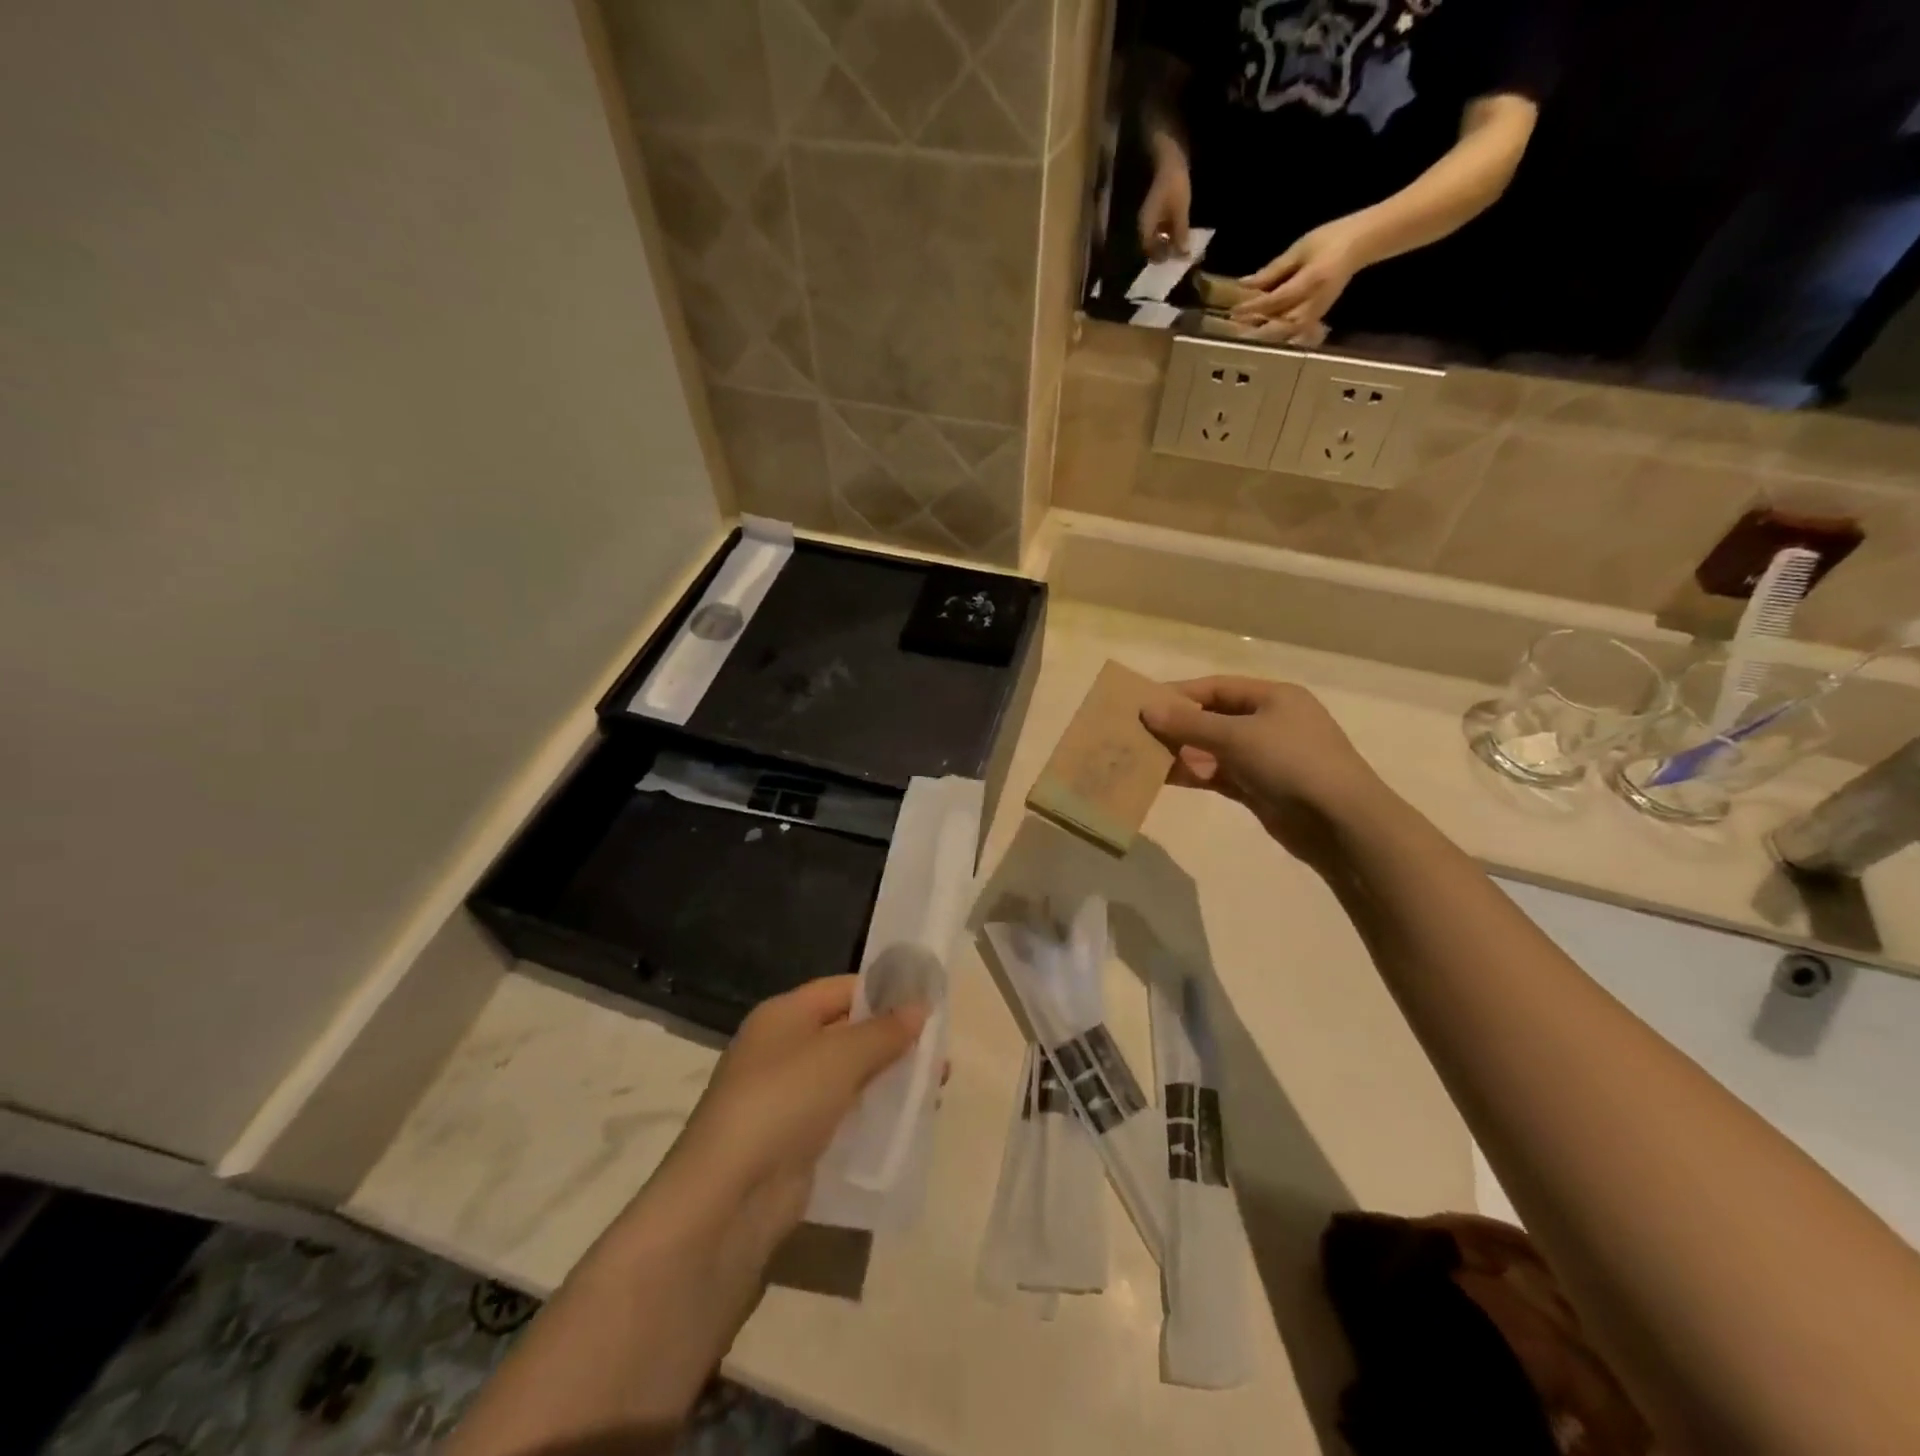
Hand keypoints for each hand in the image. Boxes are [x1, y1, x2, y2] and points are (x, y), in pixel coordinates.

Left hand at [656, 976, 925, 1253]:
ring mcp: (787, 1097)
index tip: (929, 1001)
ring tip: (936, 1087)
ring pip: (849, 1076)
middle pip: (848, 1032)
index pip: (842, 988)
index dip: (884, 991)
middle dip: (893, 1039)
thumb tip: (920, 1007)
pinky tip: (908, 1121)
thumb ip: (884, 1030)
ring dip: (889, 1077)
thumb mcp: (841, 1056)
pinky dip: (873, 1113)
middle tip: (941, 1051)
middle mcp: (783, 1049)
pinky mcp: (796, 1141)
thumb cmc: (784, 1102)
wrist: (729, 1198)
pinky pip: (844, 1114)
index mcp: (784, 1015)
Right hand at [1138, 135, 1191, 259]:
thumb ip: (1180, 234)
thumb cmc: (1173, 183)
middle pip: (1153, 245)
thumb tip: (1182, 255)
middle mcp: (1144, 224)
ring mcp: (1149, 214)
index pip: (1150, 252)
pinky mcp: (1156, 206)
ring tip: (1184, 241)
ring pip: (1158, 235)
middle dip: (1167, 250)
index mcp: (1145, 227)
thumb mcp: (1180, 211)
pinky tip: (1180, 228)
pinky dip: (1170, 229)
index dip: (1164, 258)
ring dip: (1170, 240)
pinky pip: (1162, 224)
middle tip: (1183, 252)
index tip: (1179, 259)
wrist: (1168, 153)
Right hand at [1140, 677, 1382, 872]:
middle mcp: (1270, 722)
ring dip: (1181, 752)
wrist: (1341, 823)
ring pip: (1213, 749)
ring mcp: (1265, 757)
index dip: (1179, 694)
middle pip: (1213, 717)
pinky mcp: (1260, 788)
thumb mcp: (1237, 736)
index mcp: (1273, 697)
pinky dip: (1195, 774)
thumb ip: (1189, 724)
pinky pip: (1219, 774)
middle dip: (1176, 725)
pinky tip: (1164, 777)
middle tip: (1136, 732)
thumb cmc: (1292, 763)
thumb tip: (1147, 710)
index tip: (1142, 703)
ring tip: (1142, 756)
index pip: (1216, 687)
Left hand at [1231, 214, 1375, 338]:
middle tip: (1233, 328)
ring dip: (1264, 334)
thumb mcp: (1300, 248)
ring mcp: (1317, 312)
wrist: (1361, 243)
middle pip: (1279, 324)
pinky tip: (1263, 335)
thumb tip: (1245, 285)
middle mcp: (1314, 302)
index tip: (1233, 310)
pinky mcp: (1318, 317)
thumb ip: (1273, 270)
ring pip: (1286, 332)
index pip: (1275, 301)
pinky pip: (1295, 333)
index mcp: (1311, 281)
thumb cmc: (1330, 239)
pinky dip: (1278, 336)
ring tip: (1244, 332)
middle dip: (1255, 328)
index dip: (1253, 307)